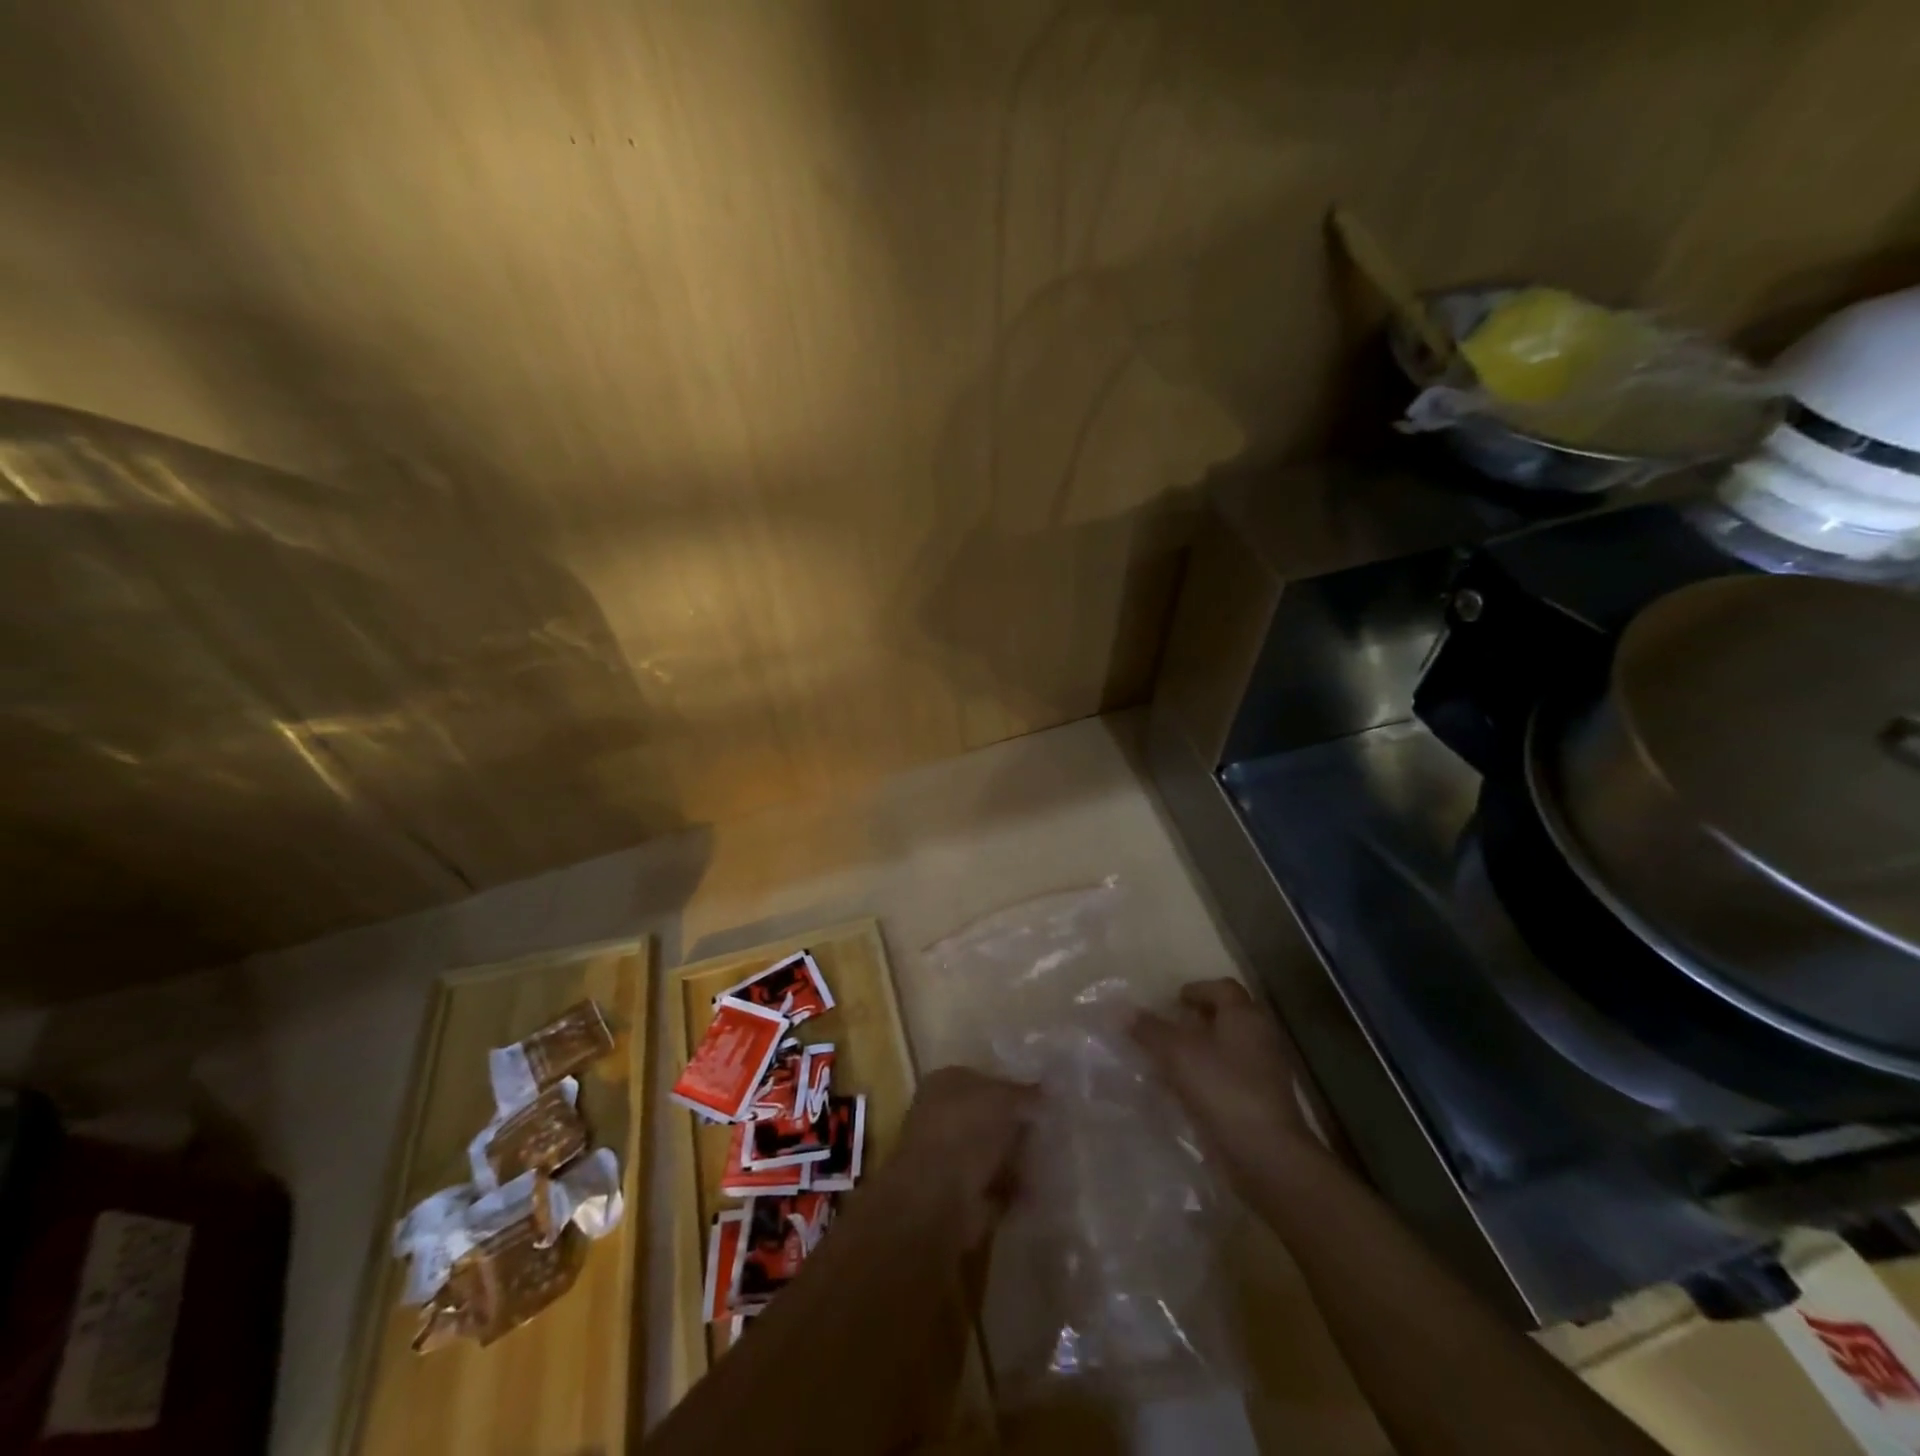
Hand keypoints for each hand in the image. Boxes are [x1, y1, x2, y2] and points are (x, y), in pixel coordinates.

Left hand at [869, 1065, 1036, 1250]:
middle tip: (1053, 1129)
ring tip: (1051, 1158)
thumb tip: (1047, 1092)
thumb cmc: (966, 1130)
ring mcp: (950, 1156)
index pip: (985, 1079)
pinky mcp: (960, 1193)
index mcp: (946, 1082)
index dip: (1014, 1088)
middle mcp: (943, 1114)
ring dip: (1019, 1157)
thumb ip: (1027, 1093)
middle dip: (1019, 1125)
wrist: (938, 1197)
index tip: (1045, 1100)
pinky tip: (1039, 1186)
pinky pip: (997, 1183)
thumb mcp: (1004, 1098)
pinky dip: (1015, 1187)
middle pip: (991, 1116)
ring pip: (994, 1150)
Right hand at [1132, 978, 1333, 1188]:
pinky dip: (1207, 1077)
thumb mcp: (1176, 1053)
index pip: (1223, 988)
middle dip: (1197, 1020)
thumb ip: (1149, 1030)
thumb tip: (1123, 1011)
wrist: (1265, 1155)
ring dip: (1200, 1050)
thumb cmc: (1222, 1089)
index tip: (1173, 1001)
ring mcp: (1264, 1072)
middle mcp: (1259, 1037)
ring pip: (1227, 1049)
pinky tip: (1182, 1091)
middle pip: (1227, 1018)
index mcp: (1244, 1016)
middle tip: (1168, 1027)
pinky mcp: (1261, 1103)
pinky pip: (1229, 1078)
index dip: (1197, 990)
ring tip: (1168, 1060)